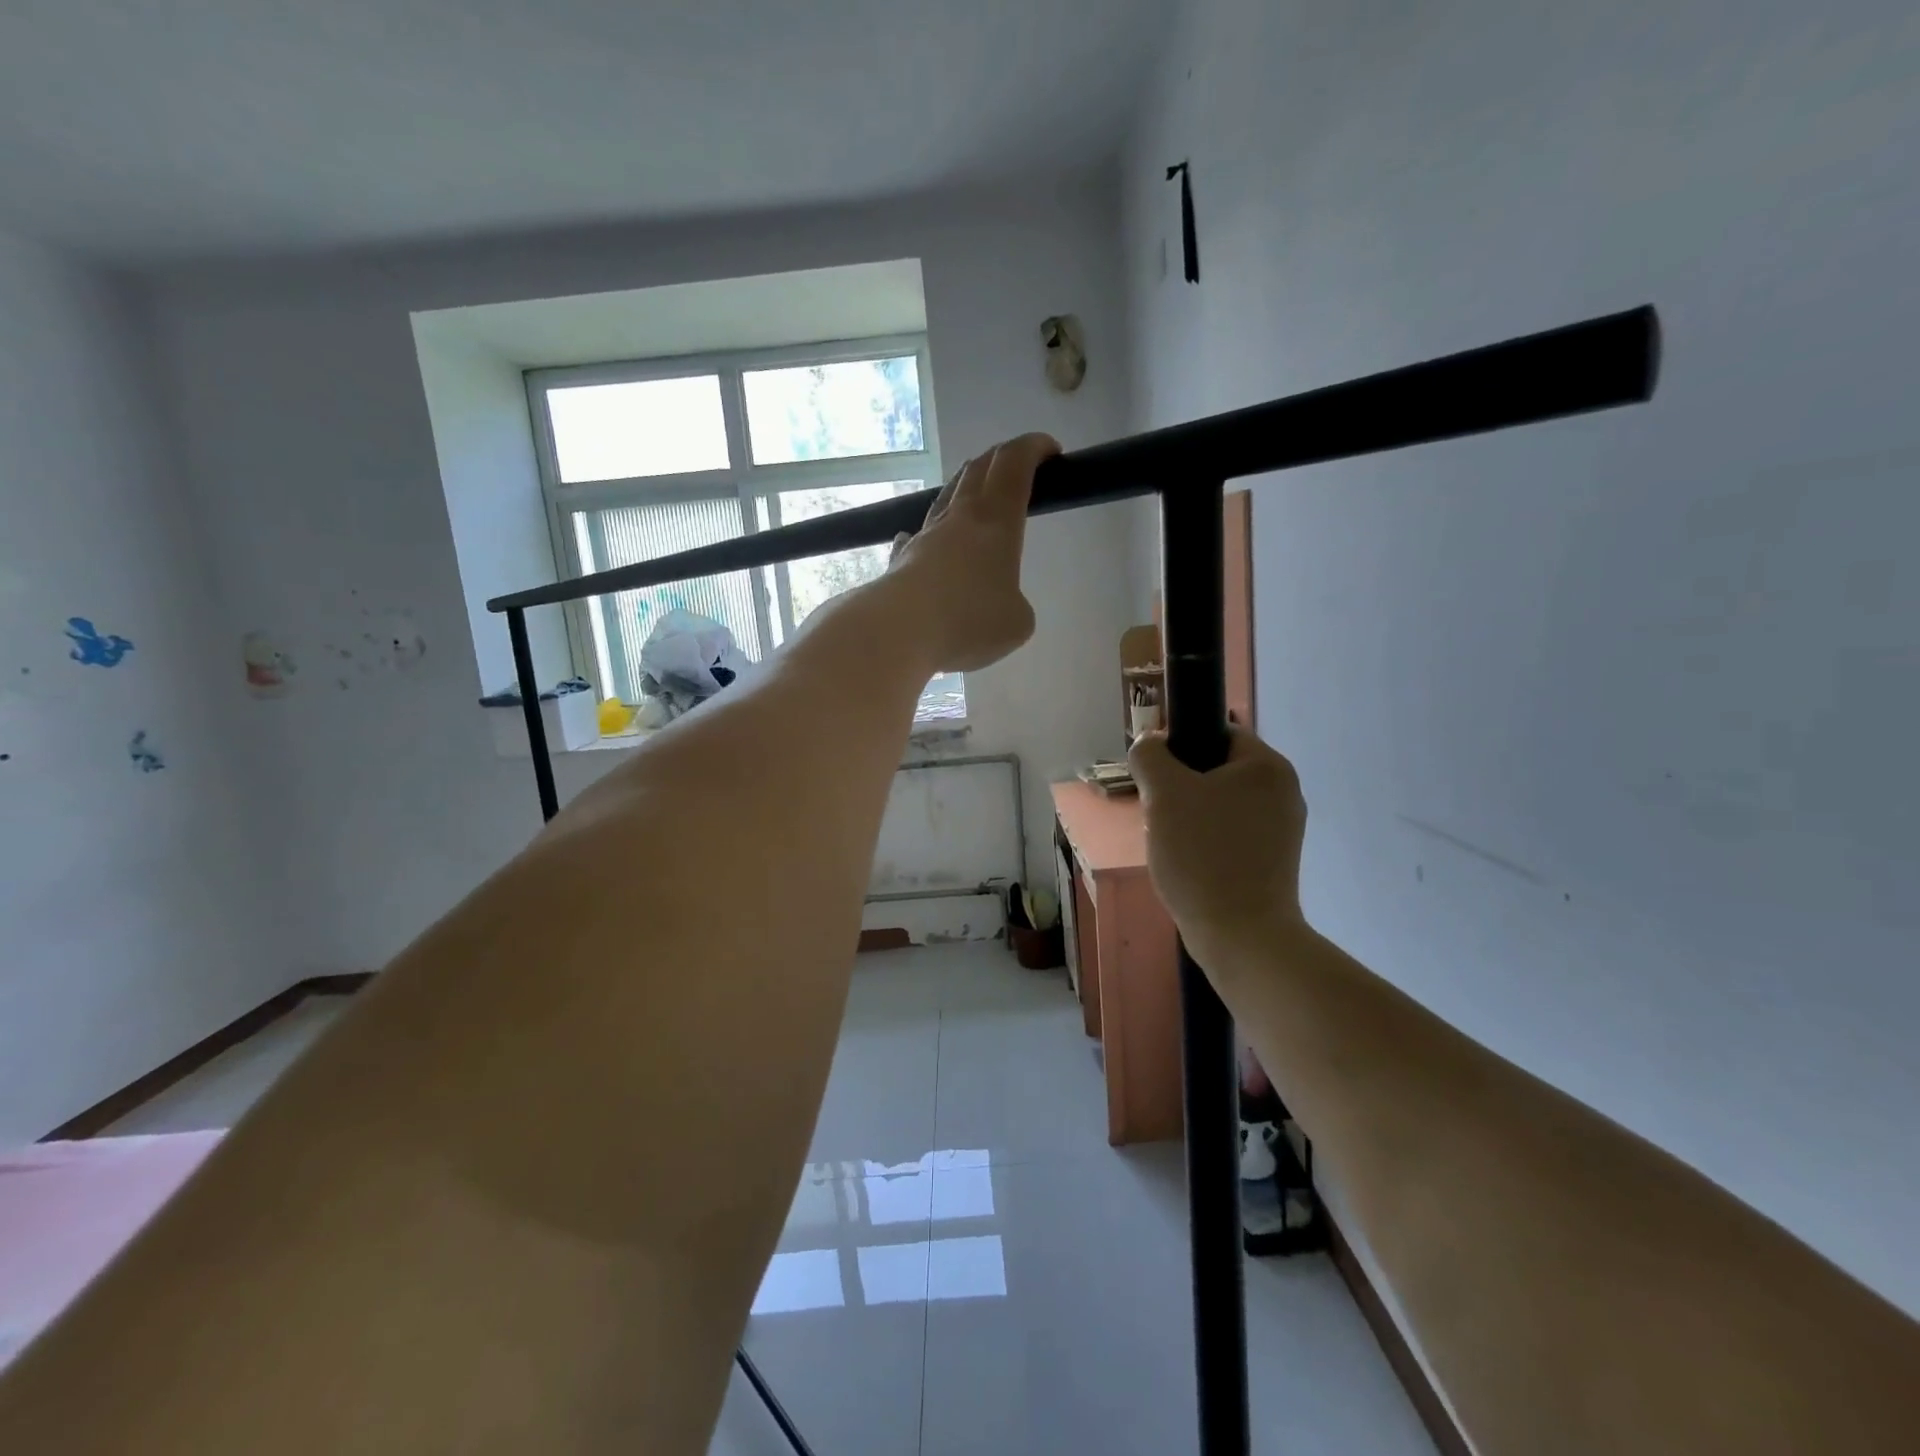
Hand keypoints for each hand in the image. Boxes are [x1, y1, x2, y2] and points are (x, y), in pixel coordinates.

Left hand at [888, 433, 1057, 671]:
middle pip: (979, 469)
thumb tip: (995, 603)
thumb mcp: (1017, 622)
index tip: (1050, 449)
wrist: (898, 630)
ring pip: (947, 495)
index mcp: (997, 521)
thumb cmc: (968, 621)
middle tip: (1017, 466)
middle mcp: (960, 517)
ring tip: (976, 494)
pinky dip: (929, 532)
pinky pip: (918, 535)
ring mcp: (926, 536)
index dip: (1034, 448)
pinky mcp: (900, 559)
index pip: (1015, 465)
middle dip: (1002, 458)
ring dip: (966, 485)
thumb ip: (1015, 606)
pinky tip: (924, 539)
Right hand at [1129, 728, 1309, 962]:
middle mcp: (1284, 791)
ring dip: (1189, 816)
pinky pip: (1230, 834)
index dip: (1179, 748)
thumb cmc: (1202, 855)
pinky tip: (1190, 864)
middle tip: (1158, 815)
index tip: (1156, 780)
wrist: (1241, 935)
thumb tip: (1150, 744)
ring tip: (1171, 844)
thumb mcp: (1163, 794)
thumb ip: (1150, 756)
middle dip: (1181, 788)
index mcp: (1268, 766)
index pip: (1217, 731)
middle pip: (1216, 769)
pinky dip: (1206, 841)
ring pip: (1220, 804)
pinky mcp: (1275, 861)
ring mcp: (1283, 828)